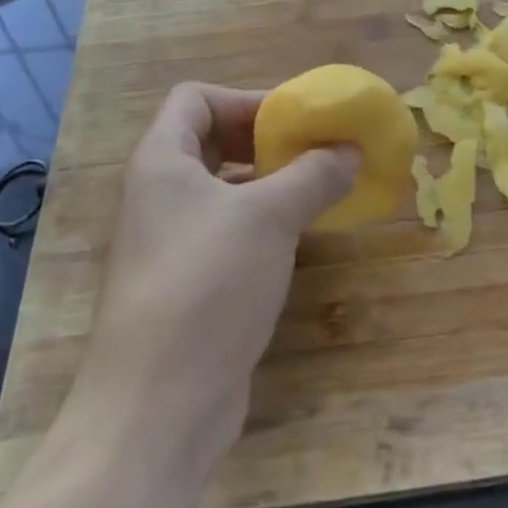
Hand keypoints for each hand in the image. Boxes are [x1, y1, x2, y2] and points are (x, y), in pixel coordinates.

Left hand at [65, 82, 359, 475]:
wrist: (156, 408)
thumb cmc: (207, 284)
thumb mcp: (269, 217)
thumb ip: (313, 174)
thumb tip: (351, 149)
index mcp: (162, 160)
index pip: (196, 98)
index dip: (245, 99)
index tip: (293, 120)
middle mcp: (158, 193)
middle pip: (210, 140)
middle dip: (262, 140)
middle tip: (313, 151)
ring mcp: (169, 242)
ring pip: (221, 189)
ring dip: (267, 182)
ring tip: (316, 189)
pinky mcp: (186, 284)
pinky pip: (226, 232)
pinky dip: (261, 223)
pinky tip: (297, 239)